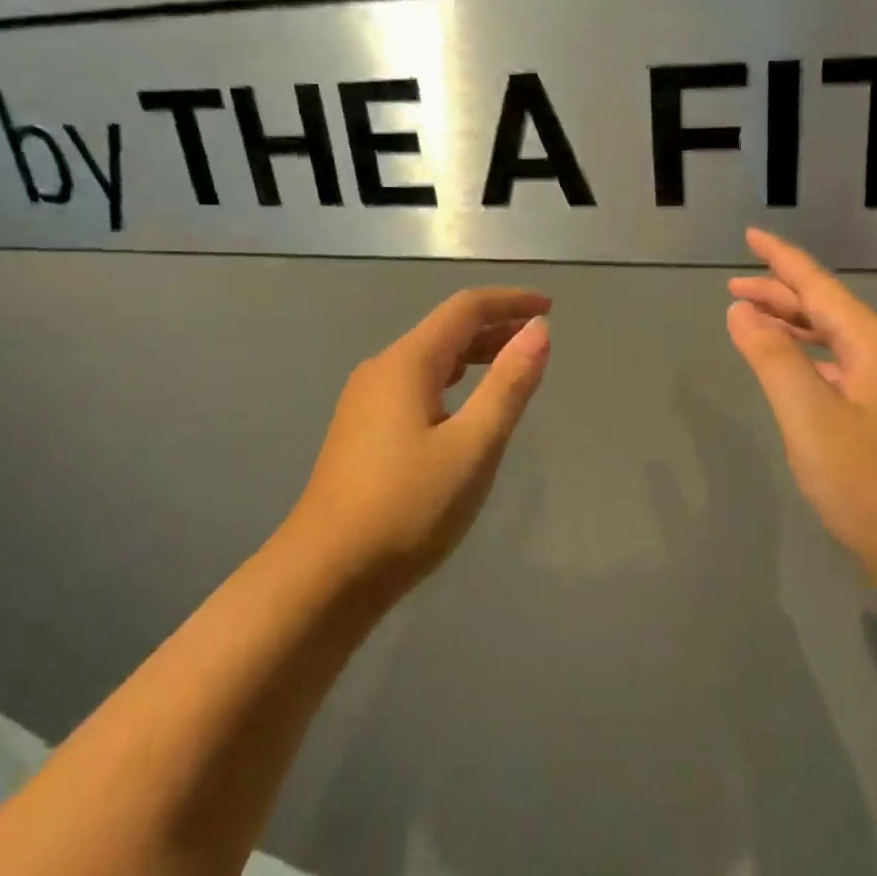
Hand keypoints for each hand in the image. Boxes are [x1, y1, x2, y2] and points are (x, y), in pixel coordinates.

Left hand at [289, 288, 551, 588]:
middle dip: (494, 326)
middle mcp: (381, 370)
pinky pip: (415, 385)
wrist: (326, 573)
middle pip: (445, 330)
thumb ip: (508, 385)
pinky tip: (464, 406)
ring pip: (429, 359)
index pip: (465, 309)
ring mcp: (365, 401)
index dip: (509, 302)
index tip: (549, 307)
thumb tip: (539, 330)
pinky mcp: (361, 430)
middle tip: (538, 338)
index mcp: (406, 363)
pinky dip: (451, 381)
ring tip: (511, 365)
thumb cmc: (408, 507)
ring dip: (473, 354)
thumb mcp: (472, 446)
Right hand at [727, 229, 876, 588]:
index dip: (782, 260)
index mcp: (876, 345)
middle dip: (780, 295)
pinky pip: (844, 368)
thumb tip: (742, 312)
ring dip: (794, 328)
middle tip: (734, 289)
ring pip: (837, 342)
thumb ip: (772, 358)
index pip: (819, 286)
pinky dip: (811, 359)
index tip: (751, 236)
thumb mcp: (809, 416)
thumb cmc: (869, 482)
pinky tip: (795, 371)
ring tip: (754, 322)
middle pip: (828, 310)